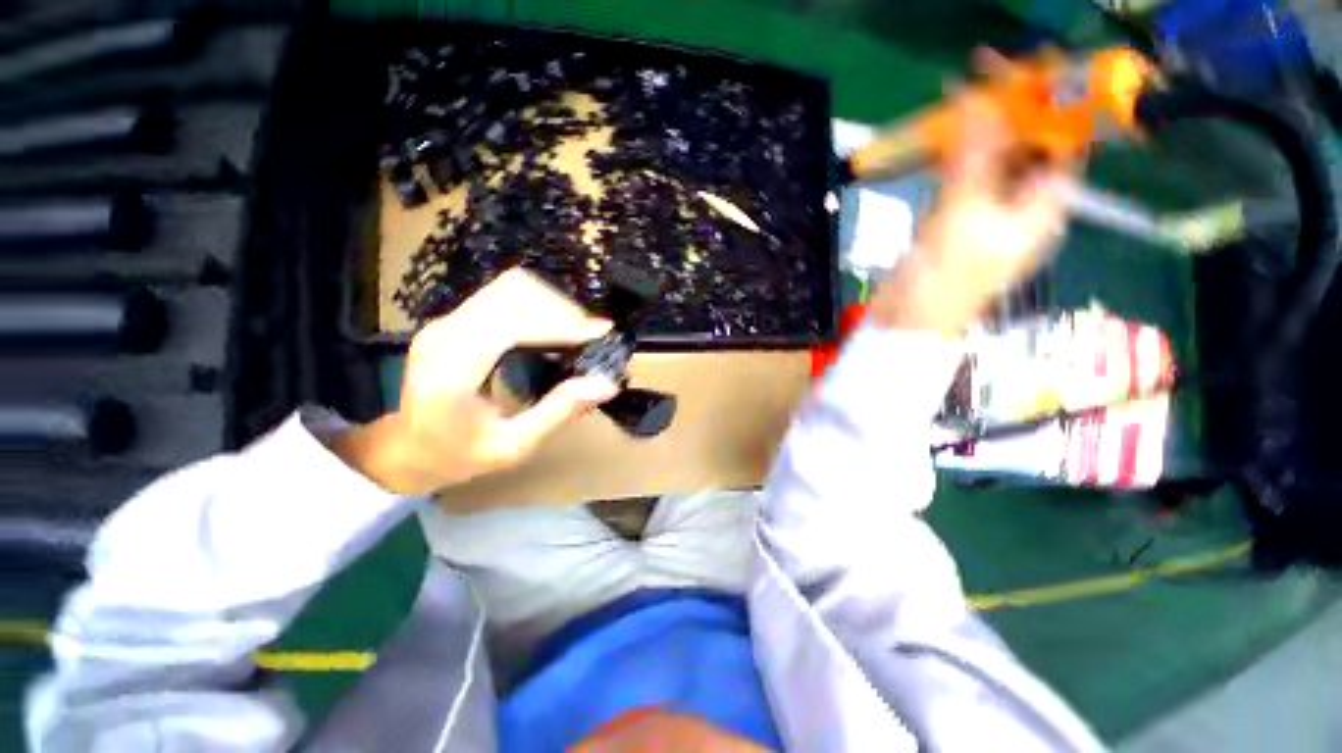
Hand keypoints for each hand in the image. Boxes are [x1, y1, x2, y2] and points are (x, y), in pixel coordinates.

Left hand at [334, 269, 617, 496]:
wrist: (408, 448)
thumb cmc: (459, 455)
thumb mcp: (513, 446)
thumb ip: (558, 412)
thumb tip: (605, 384)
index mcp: (451, 372)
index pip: (509, 325)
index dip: (559, 323)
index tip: (600, 332)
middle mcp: (443, 335)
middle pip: (511, 293)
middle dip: (560, 309)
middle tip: (591, 335)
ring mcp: (446, 322)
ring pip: (508, 287)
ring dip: (550, 303)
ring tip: (578, 331)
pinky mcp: (455, 319)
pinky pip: (503, 295)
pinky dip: (537, 305)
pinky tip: (555, 328)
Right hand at [869, 90, 1076, 332]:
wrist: (907, 319)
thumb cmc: (946, 277)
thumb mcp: (964, 215)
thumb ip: (973, 159)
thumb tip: (977, 101)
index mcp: (1043, 208)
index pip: (1059, 147)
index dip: (1049, 110)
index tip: (1024, 77)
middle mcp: (1023, 208)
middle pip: (1025, 152)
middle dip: (1007, 118)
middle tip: (979, 85)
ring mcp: (987, 216)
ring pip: (990, 165)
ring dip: (975, 139)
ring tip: (957, 106)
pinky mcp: (956, 224)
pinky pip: (963, 183)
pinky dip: (954, 163)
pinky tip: (941, 147)